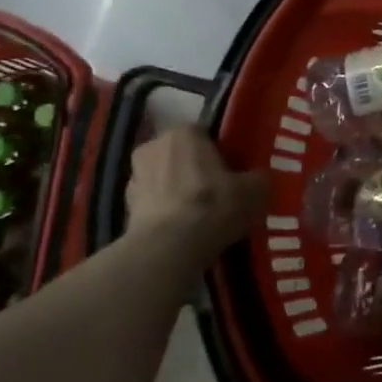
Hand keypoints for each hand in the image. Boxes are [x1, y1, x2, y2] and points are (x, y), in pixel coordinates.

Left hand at [126, 127, 267, 245]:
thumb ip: (258, 179)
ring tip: (201, 217)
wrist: (169, 248)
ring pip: (165, 181)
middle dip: (196, 171)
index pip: (205, 134)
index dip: (221, 153)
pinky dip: (166, 215)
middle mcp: (152, 147)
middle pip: (181, 156)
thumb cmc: (213, 205)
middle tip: (219, 192)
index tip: (234, 171)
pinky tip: (185, 232)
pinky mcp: (123, 210)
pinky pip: (154, 206)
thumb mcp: (254, 190)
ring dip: (178, 193)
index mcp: (183, 132)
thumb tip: (257, 180)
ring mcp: (133, 178)